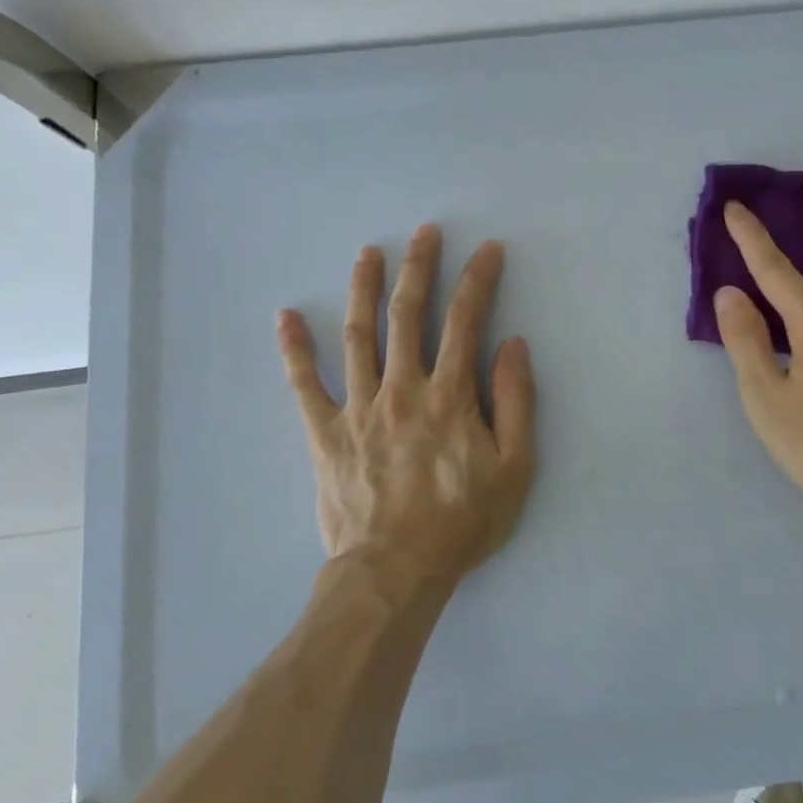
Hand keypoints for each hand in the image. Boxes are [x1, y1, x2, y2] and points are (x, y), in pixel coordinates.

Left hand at [277, 224, 536, 597]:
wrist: (396, 570)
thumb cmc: (463, 520)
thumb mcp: (515, 467)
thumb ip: (516, 402)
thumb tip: (514, 344)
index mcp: (450, 396)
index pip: (465, 323)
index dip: (477, 281)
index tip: (486, 250)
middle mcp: (402, 389)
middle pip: (407, 316)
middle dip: (418, 268)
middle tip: (423, 232)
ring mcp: (358, 409)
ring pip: (358, 336)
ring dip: (362, 290)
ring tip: (366, 252)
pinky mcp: (325, 434)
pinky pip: (304, 386)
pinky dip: (294, 350)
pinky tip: (286, 317)